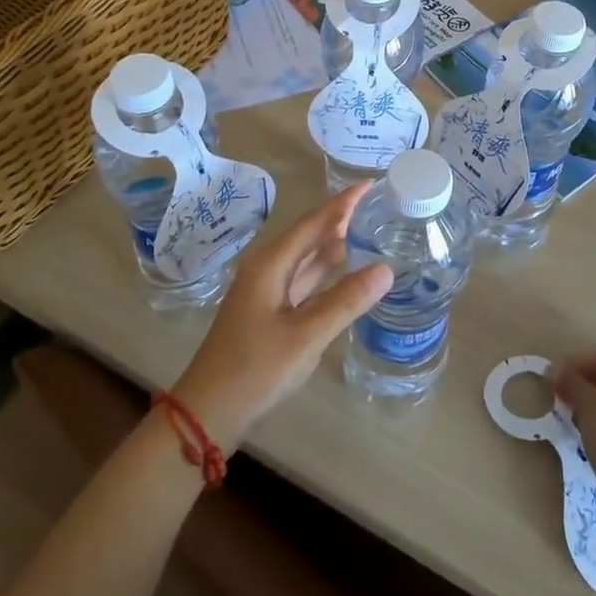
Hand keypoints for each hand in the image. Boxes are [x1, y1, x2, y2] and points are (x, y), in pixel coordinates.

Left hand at [171, 185, 392, 447]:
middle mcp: (268, 269)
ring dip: (335, 244)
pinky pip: (305, 281)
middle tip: (378, 204)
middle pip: (310, 235)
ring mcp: (268, 291)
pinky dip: (326, 272)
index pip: (314, 222)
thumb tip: (387, 268)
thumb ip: (346, 301)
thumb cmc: (254, 369)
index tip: (370, 183)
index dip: (343, 202)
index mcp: (271, 264)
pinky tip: (346, 272)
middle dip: (341, 218)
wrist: (208, 412)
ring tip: (369, 229)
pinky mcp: (270, 312)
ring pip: (307, 259)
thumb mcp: (306, 337)